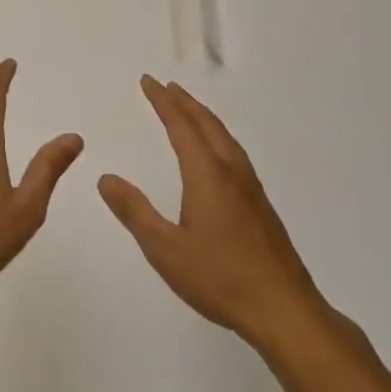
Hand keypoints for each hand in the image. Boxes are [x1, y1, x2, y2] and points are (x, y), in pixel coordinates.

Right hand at [99, 76, 331, 350]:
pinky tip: (216, 153)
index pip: (182, 126)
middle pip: (207, 125)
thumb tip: (106, 179)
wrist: (284, 310)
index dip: (163, 102)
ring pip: (225, 138)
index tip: (148, 81)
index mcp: (207, 176)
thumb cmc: (220, 279)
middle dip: (184, 102)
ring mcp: (251, 189)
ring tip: (189, 109)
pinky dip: (217, 136)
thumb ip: (135, 212)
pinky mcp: (261, 205)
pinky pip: (234, 153)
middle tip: (166, 86)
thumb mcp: (165, 249)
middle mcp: (232, 173)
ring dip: (204, 117)